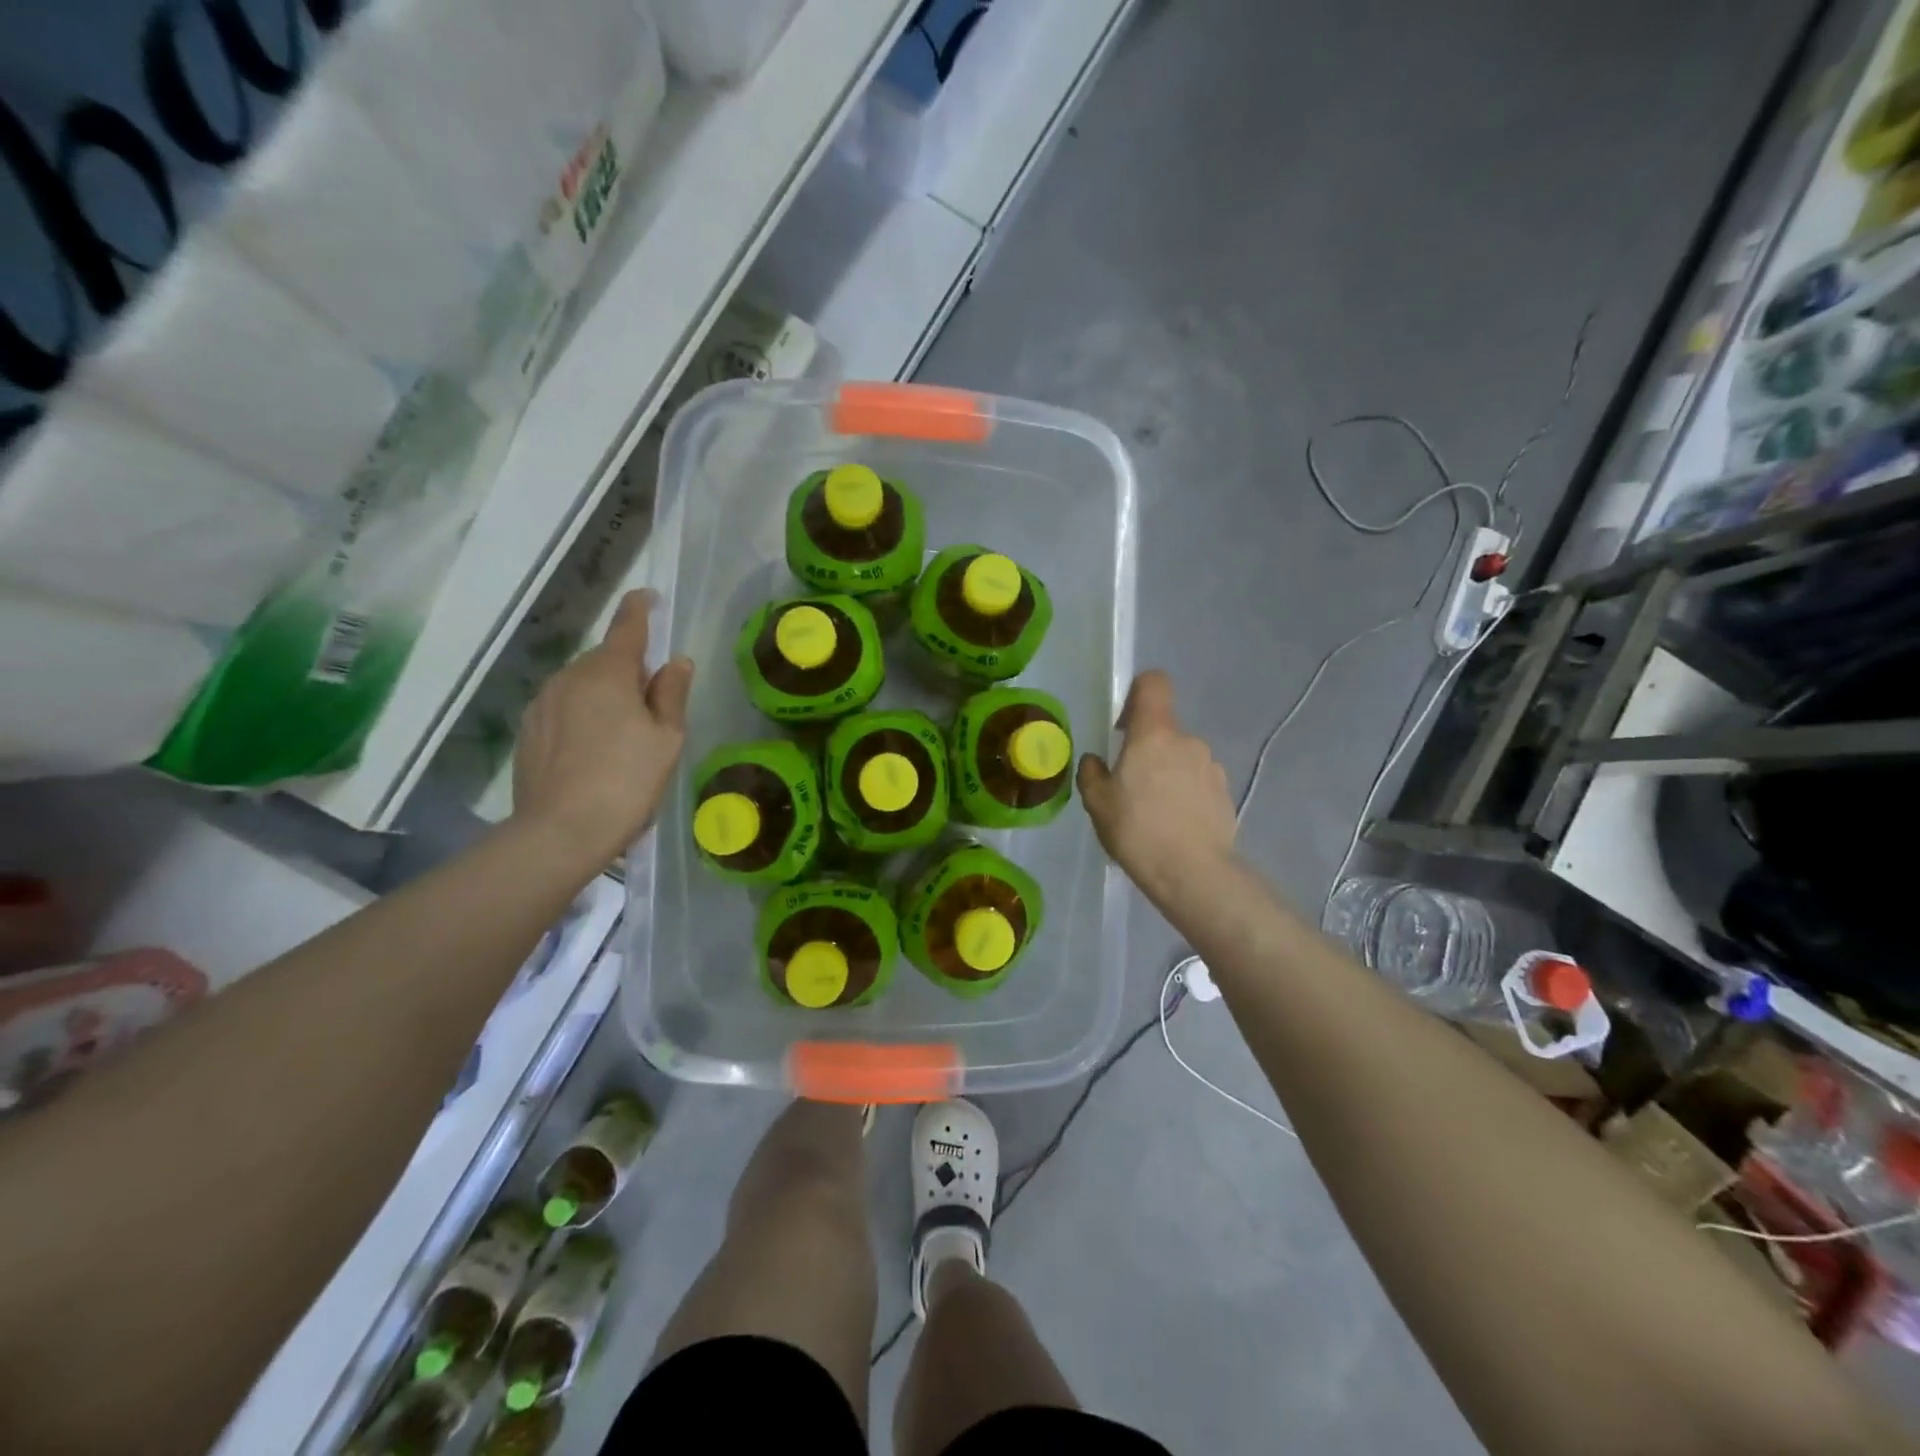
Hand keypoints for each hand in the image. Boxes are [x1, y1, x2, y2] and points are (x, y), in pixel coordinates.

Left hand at [513, 590, 693, 865]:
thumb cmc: (627, 781)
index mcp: (608, 673)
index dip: (640, 610)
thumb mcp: (666, 739)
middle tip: (653, 701)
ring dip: (604, 693)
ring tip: (625, 731)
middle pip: (605, 660)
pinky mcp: (528, 730)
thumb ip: (671, 694)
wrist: (560, 832)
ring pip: (582, 684)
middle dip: (628, 668)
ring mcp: (542, 703)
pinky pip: (563, 708)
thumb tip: (676, 662)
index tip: (647, 597)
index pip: (627, 628)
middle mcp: (569, 677)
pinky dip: (582, 715)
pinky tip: (595, 748)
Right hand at [1077, 671, 1236, 905]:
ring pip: (1182, 757)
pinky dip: (1185, 794)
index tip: (1123, 725)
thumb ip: (1092, 773)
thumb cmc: (1137, 830)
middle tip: (1129, 786)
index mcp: (1154, 734)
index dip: (1137, 693)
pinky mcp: (1225, 793)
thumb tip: (1096, 761)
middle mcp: (1187, 741)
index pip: (1153, 683)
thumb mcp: (1097, 803)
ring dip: (1167, 773)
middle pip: (1164, 730)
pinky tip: (1174, 825)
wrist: (1193, 873)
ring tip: (1153, 812)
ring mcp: (1211, 766)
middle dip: (1146, 750)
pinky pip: (1198, 782)